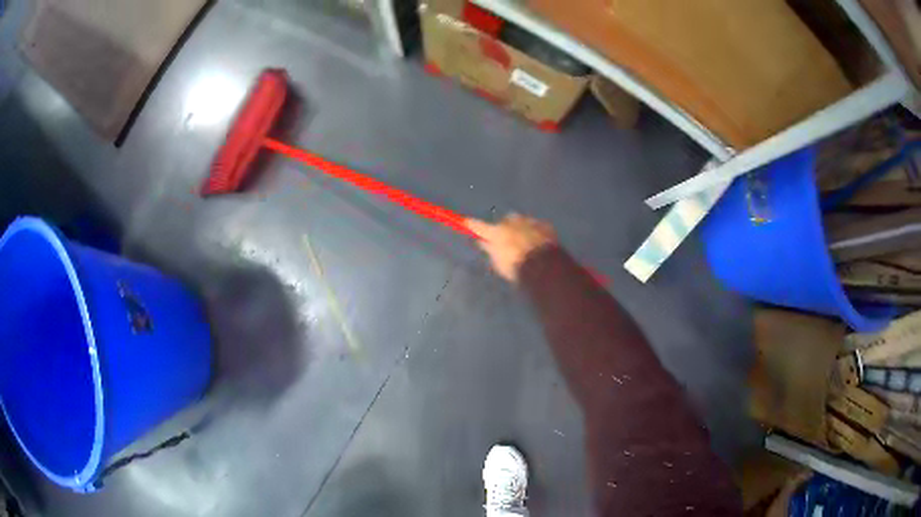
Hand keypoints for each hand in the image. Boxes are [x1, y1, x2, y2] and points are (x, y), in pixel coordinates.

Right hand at [466, 214, 557, 282]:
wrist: (544, 266)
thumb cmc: (516, 267)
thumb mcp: (499, 263)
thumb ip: (490, 250)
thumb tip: (484, 242)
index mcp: (496, 232)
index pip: (479, 226)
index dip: (471, 225)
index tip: (464, 221)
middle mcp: (511, 221)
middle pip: (504, 221)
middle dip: (505, 228)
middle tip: (508, 242)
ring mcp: (529, 221)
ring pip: (521, 222)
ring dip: (521, 229)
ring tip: (526, 244)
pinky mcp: (544, 225)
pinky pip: (536, 226)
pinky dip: (535, 232)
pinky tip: (538, 243)